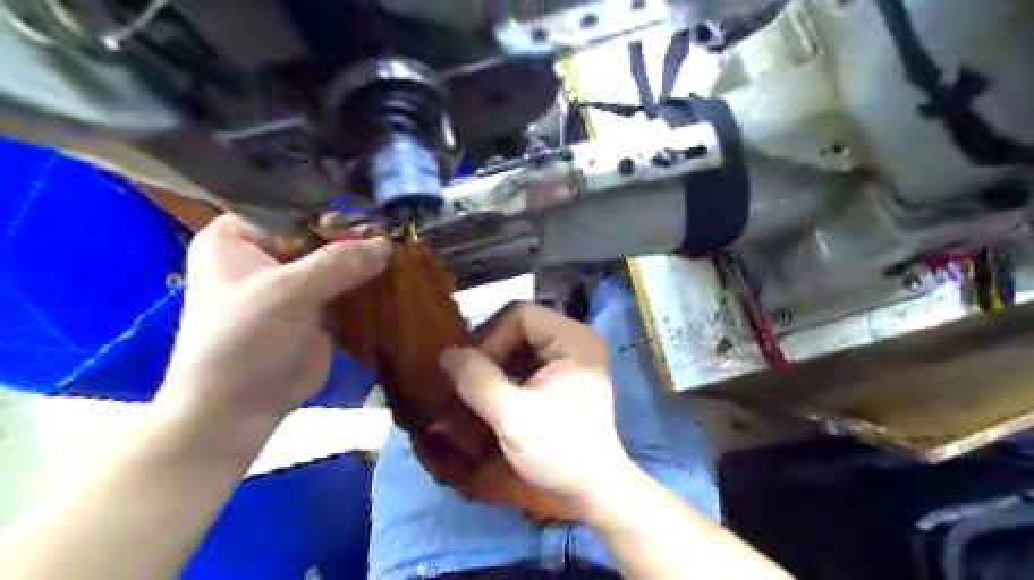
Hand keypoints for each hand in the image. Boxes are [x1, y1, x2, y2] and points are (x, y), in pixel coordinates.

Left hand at [158, 214, 390, 428]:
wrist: (239, 409)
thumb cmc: (244, 341)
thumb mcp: (287, 293)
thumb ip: (338, 263)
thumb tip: (387, 243)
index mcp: (238, 238)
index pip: (293, 209)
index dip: (333, 209)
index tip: (376, 210)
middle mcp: (266, 254)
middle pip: (319, 235)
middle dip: (356, 236)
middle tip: (397, 231)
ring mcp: (294, 283)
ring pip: (336, 261)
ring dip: (366, 261)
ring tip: (406, 249)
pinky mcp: (316, 308)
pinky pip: (346, 287)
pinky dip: (368, 284)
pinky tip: (398, 275)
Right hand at [437, 305, 629, 506]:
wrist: (592, 488)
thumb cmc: (559, 451)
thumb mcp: (512, 418)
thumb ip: (478, 381)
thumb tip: (446, 353)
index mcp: (573, 339)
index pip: (520, 315)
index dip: (490, 338)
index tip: (472, 371)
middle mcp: (575, 338)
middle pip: (518, 325)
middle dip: (489, 350)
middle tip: (467, 379)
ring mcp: (570, 355)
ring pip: (518, 341)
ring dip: (493, 362)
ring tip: (474, 386)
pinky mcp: (562, 372)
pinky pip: (525, 359)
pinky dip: (504, 371)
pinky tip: (490, 392)